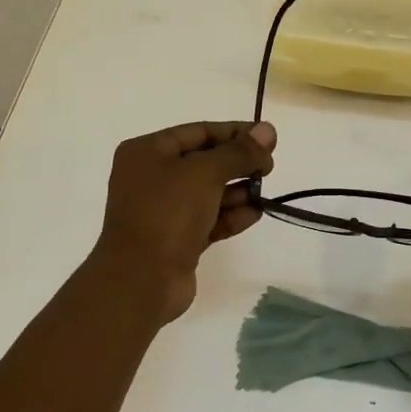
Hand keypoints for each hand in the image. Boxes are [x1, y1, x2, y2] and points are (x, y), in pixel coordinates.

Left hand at [89, 120, 276, 324]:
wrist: (141, 281)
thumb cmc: (167, 214)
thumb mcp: (205, 173)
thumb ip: (239, 152)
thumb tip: (268, 130)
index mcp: (147, 152)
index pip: (199, 132)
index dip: (235, 133)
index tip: (269, 138)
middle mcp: (151, 177)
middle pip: (205, 161)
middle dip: (238, 163)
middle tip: (269, 168)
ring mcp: (163, 210)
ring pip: (209, 192)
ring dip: (238, 191)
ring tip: (262, 193)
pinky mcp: (176, 239)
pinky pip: (209, 219)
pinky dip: (231, 215)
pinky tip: (255, 214)